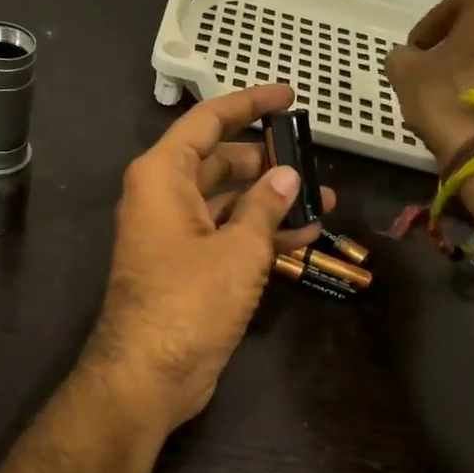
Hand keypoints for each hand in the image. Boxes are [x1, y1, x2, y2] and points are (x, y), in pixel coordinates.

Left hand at [83, 85, 333, 434]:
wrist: (149, 375)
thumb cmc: (189, 300)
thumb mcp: (238, 249)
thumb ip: (266, 207)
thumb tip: (287, 176)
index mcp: (163, 176)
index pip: (208, 121)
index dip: (249, 103)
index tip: (288, 96)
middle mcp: (165, 197)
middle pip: (220, 160)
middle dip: (267, 159)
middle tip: (312, 158)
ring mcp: (176, 233)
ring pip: (229, 201)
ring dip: (272, 200)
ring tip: (324, 198)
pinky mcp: (188, 266)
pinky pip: (228, 235)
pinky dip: (261, 233)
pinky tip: (306, 236)